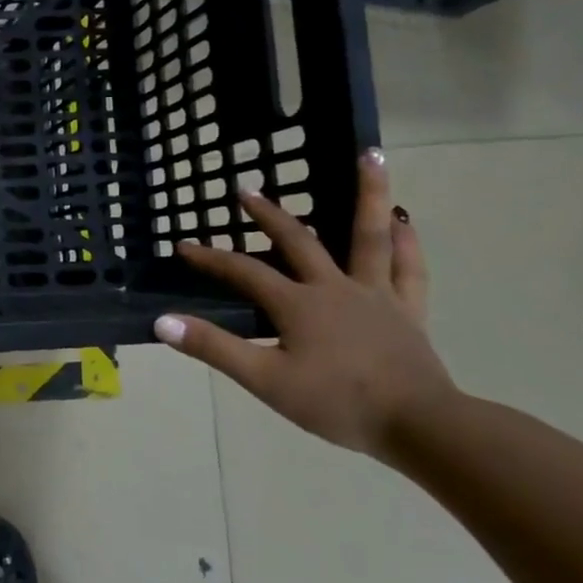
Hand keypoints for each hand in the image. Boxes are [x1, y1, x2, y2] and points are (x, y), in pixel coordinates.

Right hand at [154, 150, 456, 456]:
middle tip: (248, 190)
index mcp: (298, 303)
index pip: (243, 271)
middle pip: (298, 241)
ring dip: (369, 194)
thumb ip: (214, 347)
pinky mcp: (407, 311)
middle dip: (269, 214)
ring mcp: (375, 295)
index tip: (183, 246)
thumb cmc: (338, 402)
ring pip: (370, 236)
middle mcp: (335, 287)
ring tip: (370, 155)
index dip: (210, 257)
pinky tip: (405, 222)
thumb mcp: (265, 379)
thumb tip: (162, 321)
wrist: (419, 426)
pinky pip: (408, 268)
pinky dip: (407, 242)